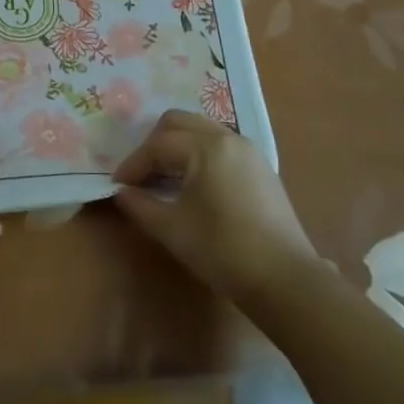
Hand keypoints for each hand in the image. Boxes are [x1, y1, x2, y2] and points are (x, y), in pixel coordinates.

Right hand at [111, 110, 315, 308]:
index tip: (118, 184)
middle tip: (140, 173)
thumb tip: (122, 192)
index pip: (158, 145)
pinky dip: (198, 154)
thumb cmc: (222, 250)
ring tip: (163, 177)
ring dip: (177, 146)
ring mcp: (249, 151)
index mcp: (206, 147)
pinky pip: (220, 145)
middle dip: (154, 144)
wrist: (285, 280)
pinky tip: (192, 183)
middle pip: (179, 123)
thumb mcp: (172, 229)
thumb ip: (140, 205)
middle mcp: (228, 138)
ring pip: (201, 131)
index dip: (134, 164)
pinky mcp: (261, 168)